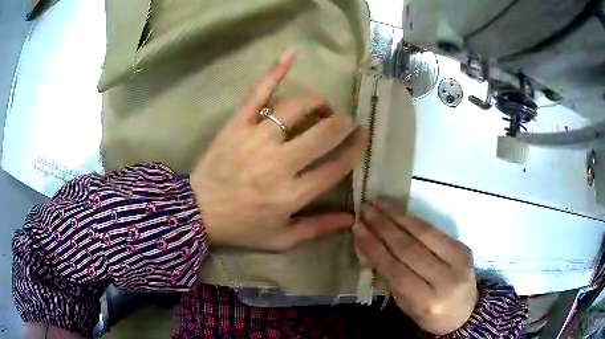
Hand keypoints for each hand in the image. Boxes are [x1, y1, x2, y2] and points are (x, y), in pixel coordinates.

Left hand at [191, 50, 367, 250]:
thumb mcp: (281, 238)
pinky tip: (292, 55)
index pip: (336, 166)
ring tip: (320, 106)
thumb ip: (317, 228)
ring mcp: (255, 140)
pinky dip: (275, 72)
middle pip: (322, 134)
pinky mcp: (236, 125)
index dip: (355, 149)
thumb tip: (352, 219)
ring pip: (295, 109)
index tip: (363, 137)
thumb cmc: (241, 227)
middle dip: (342, 123)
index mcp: (291, 194)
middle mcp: (278, 164)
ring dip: (316, 103)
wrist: (197, 213)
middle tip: (347, 119)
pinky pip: (258, 94)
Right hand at [353, 199, 478, 334]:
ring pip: (424, 234)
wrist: (465, 313)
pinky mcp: (464, 248)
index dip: (375, 248)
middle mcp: (445, 280)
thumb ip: (392, 279)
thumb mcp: (406, 306)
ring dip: (399, 216)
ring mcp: (459, 261)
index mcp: (427, 301)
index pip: (395, 270)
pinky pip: (436, 231)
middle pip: (410, 248)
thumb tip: (372, 247)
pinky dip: (415, 220)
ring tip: (380, 203)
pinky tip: (400, 211)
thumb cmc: (430, 315)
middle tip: (366, 211)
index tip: (357, 229)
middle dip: (384, 227)